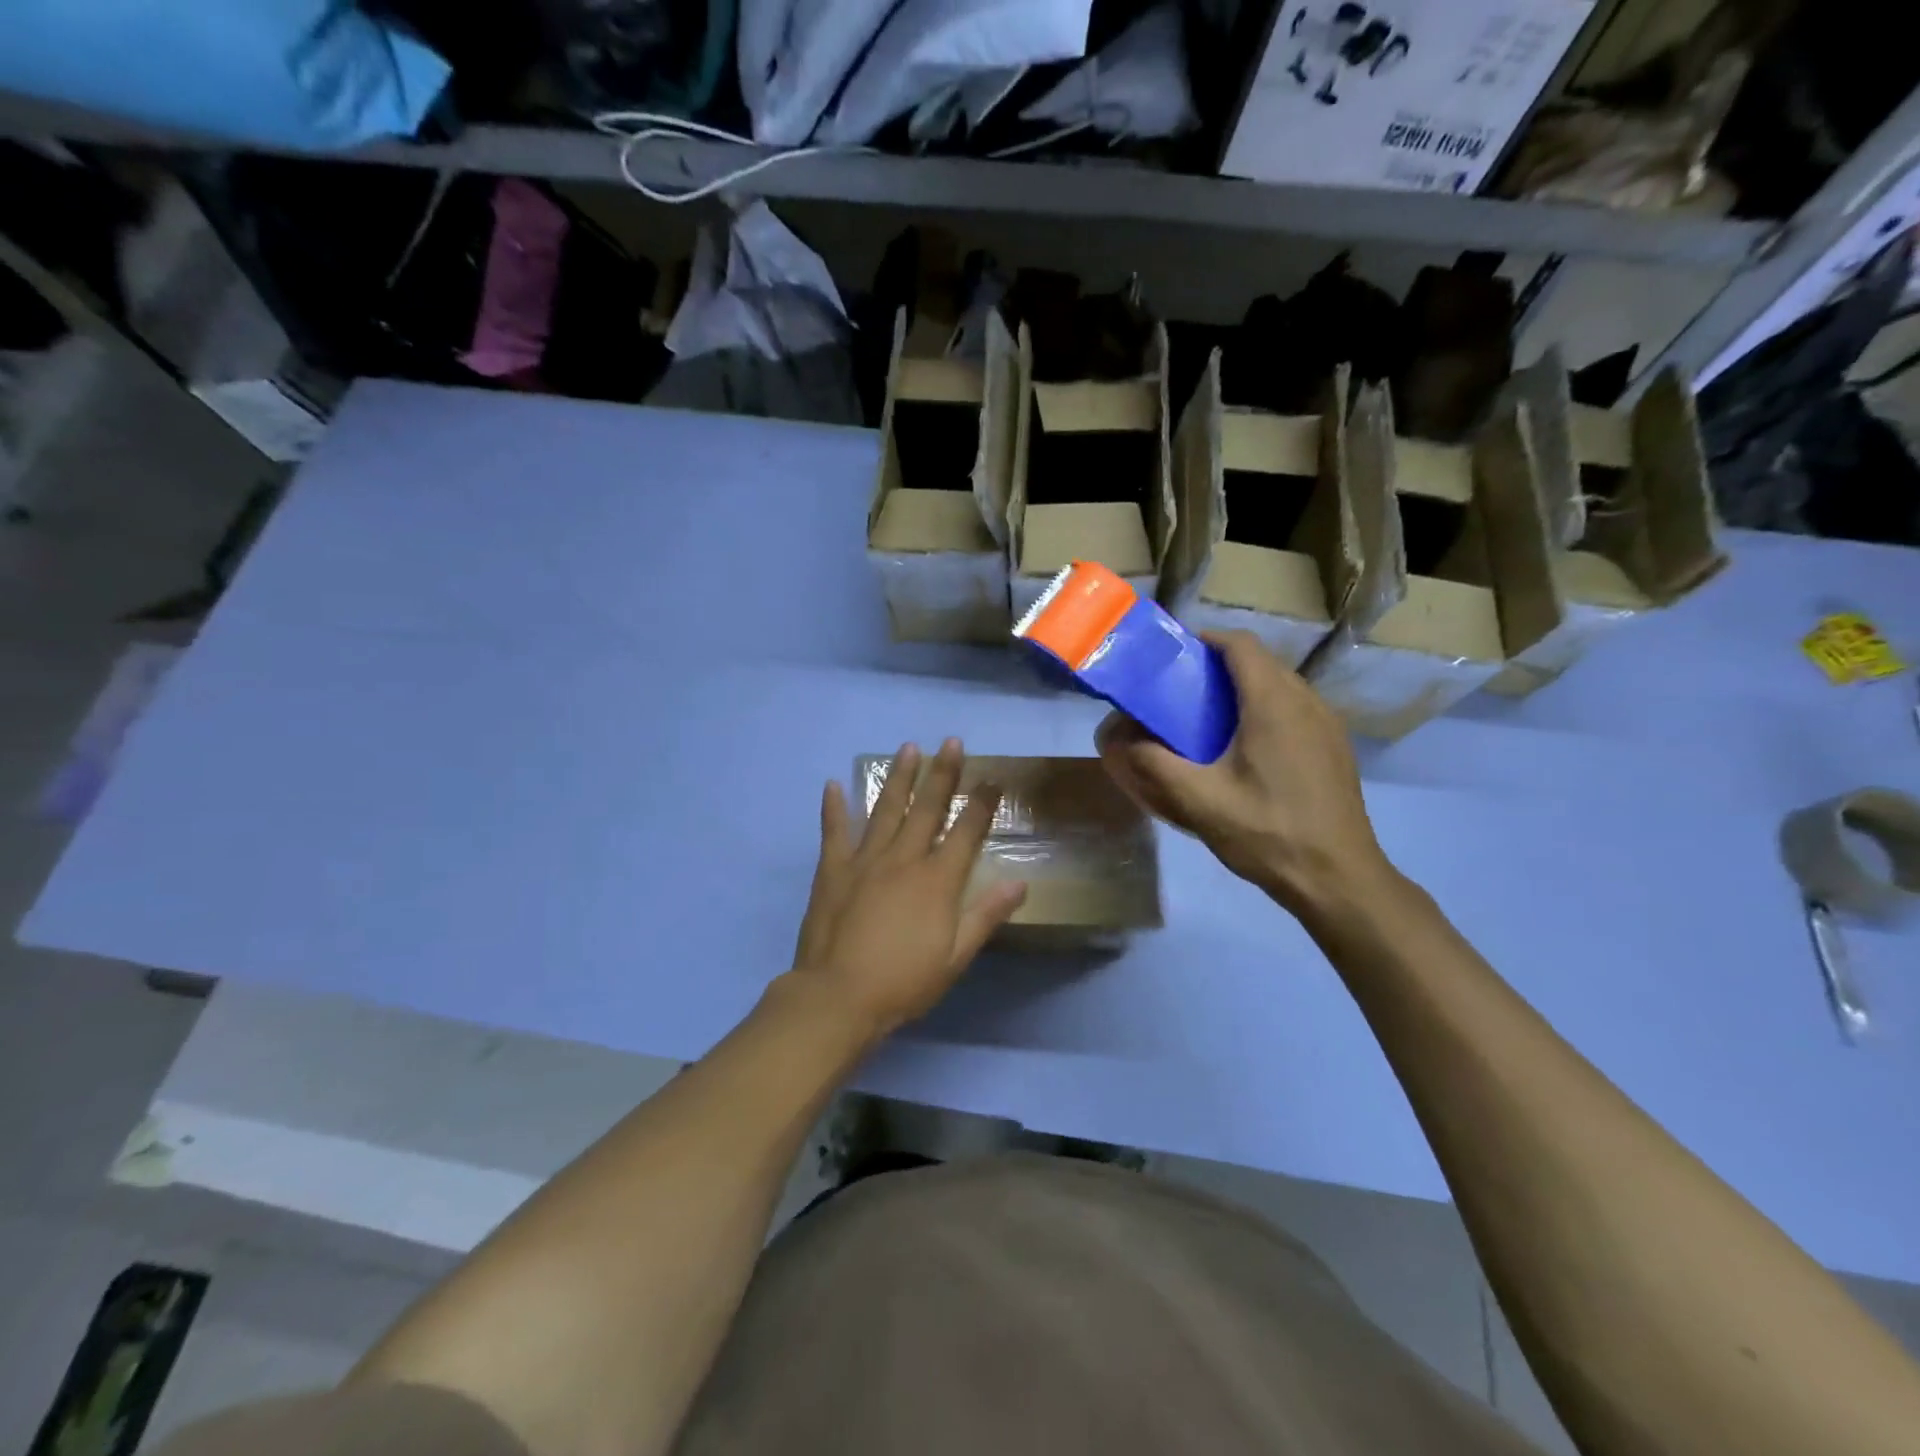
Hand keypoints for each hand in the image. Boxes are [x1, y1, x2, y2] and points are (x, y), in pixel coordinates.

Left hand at [789, 739, 1026, 1039]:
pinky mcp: (833, 870)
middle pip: (928, 809)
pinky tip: (833, 784)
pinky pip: (834, 831)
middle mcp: (904, 859)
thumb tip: (1020, 883)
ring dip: (899, 778)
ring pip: (886, 809)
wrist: (838, 997)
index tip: (992, 777)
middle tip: (951, 742)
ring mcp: (866, 860)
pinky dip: (834, 807)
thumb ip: (986, 915)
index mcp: (937, 880)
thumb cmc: (904, 982)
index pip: (966, 832)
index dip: (982, 803)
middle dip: (943, 773)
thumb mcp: (955, 957)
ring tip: (908, 748)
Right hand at [1096, 631, 1393, 916]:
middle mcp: (1306, 700)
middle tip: (1179, 692)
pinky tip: (1244, 749)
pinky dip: (1264, 710)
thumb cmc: (1267, 833)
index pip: (1238, 644)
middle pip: (1258, 661)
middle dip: (1217, 667)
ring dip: (1242, 689)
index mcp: (1273, 702)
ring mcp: (1327, 723)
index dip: (1203, 640)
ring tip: (1206, 720)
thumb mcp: (1199, 801)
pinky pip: (1294, 708)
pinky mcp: (1334, 746)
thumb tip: (1116, 738)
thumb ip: (1153, 764)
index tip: (1171, 658)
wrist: (1338, 878)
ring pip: (1279, 684)